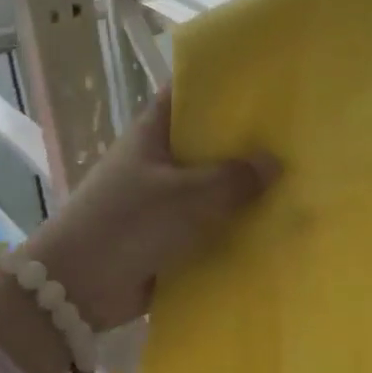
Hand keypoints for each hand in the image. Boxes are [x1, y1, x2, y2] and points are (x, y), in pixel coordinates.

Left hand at [22, 91, 277, 332]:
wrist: (75, 289)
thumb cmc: (129, 224)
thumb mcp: (187, 196)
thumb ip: (234, 179)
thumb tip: (274, 162)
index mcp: (152, 133)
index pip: (187, 94)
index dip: (220, 85)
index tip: (262, 83)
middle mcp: (156, 160)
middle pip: (205, 142)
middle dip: (244, 143)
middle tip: (294, 138)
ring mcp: (160, 200)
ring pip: (209, 187)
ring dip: (241, 191)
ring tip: (295, 183)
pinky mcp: (165, 237)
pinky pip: (206, 226)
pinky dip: (231, 228)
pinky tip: (272, 228)